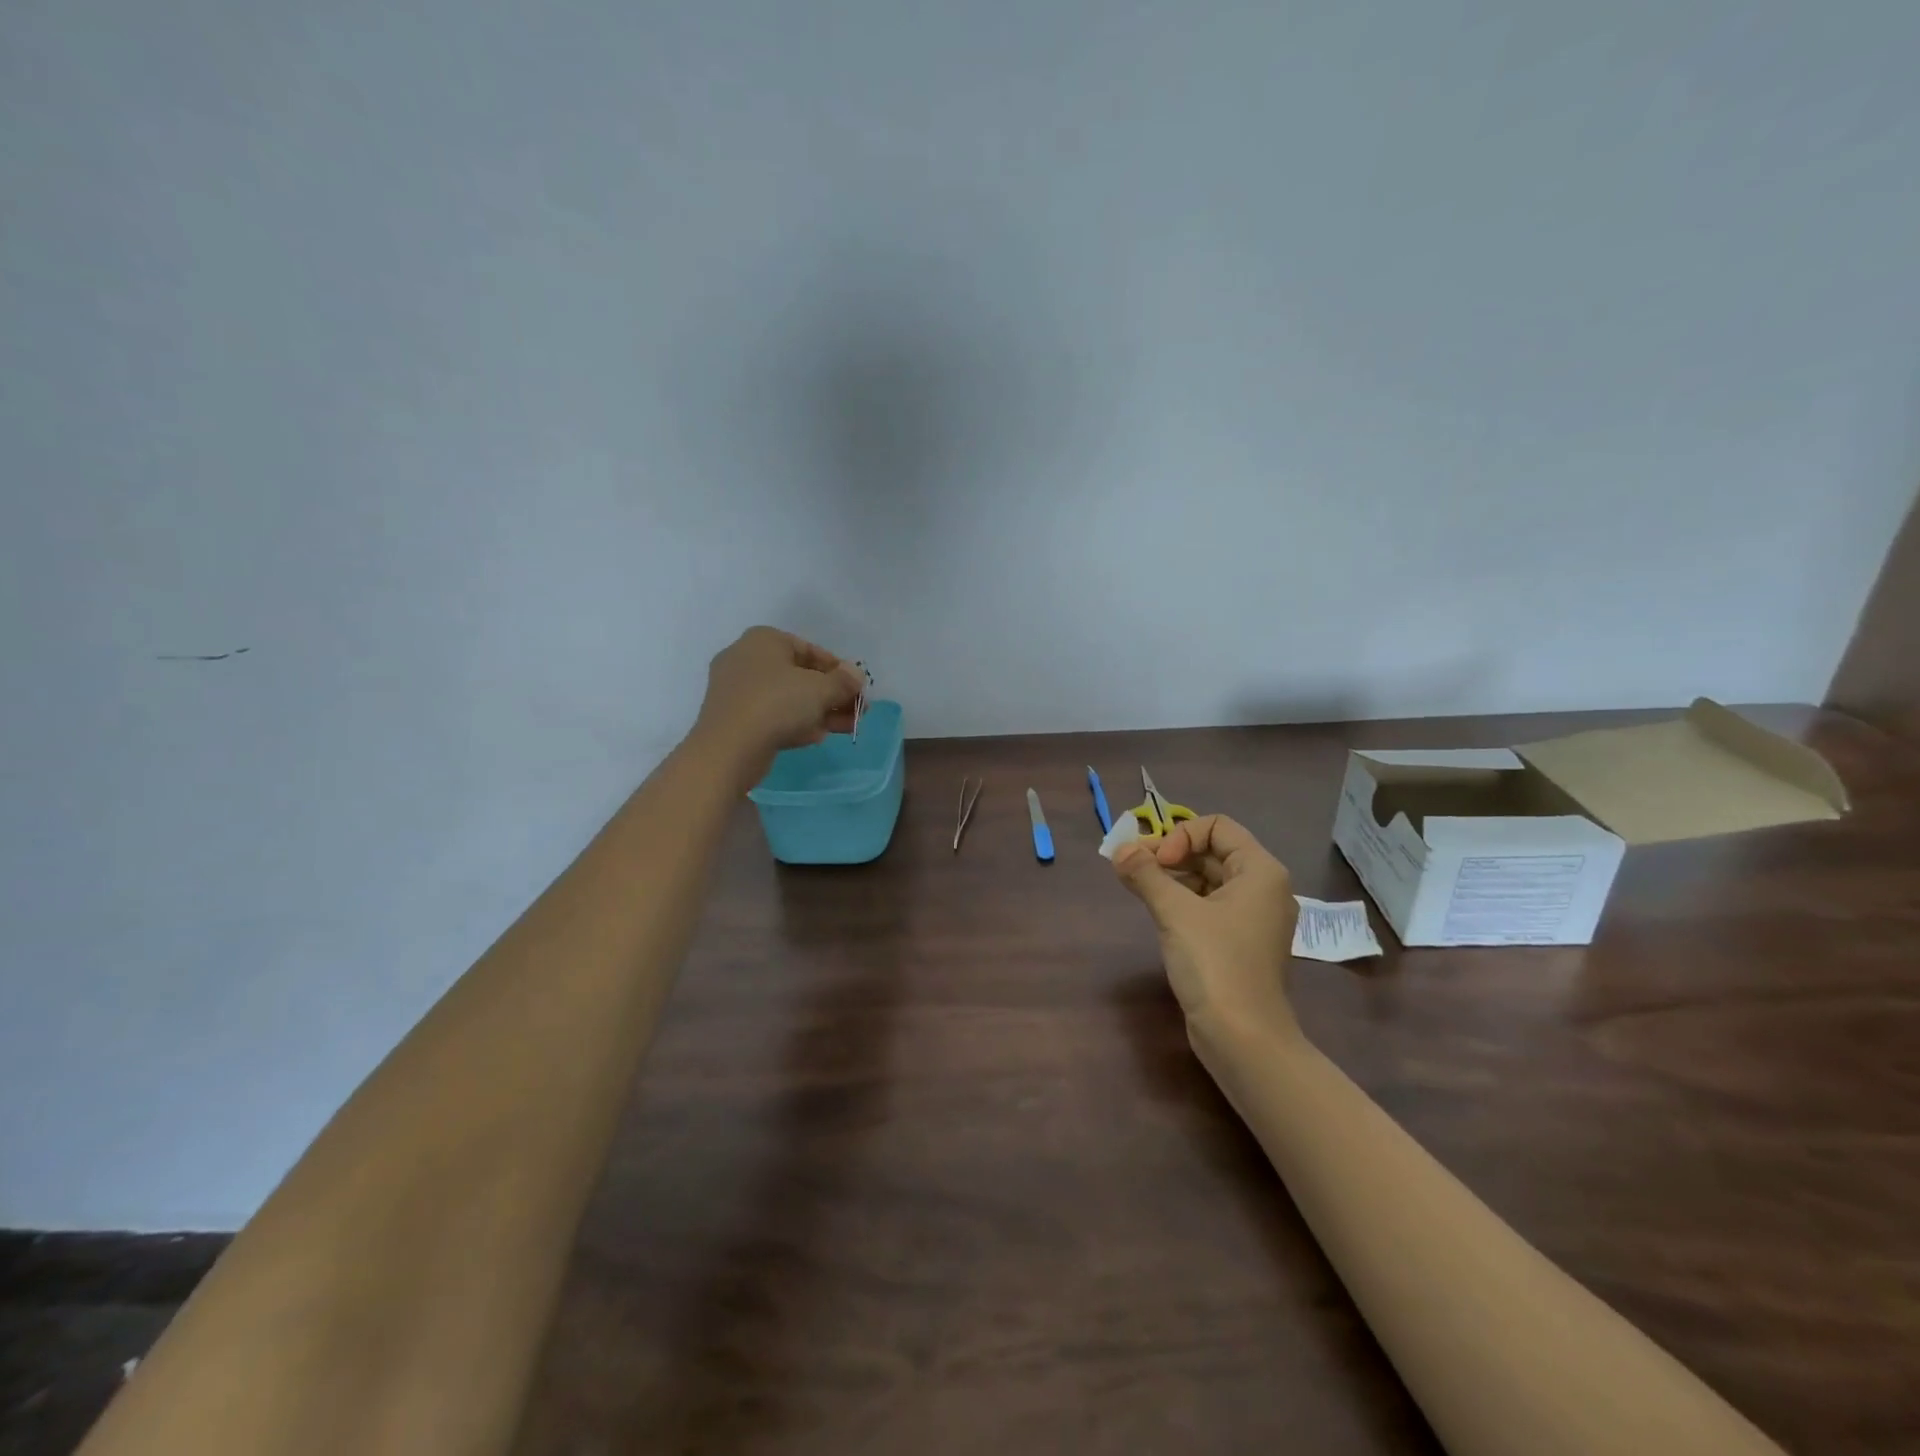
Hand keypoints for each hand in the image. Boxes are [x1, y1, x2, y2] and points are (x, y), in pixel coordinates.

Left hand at [692, 627, 865, 781]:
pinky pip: (773, 715)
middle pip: (801, 676)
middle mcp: (747, 658)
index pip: (811, 650)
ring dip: (820, 711)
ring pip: (789, 698)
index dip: (840, 670)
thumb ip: (843, 681)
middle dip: (832, 695)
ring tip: (848, 727)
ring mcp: (738, 690)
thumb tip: (856, 675)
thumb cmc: (777, 704)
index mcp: (764, 640)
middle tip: (858, 711)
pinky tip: (818, 736)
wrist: (728, 748)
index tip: (859, 689)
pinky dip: (797, 723)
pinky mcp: (735, 718)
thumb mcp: (820, 689)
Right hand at [1112, 815, 1298, 1040]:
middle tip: (1132, 868)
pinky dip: (1182, 899)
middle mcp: (1263, 888)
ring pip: (1209, 878)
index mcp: (1260, 871)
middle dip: (1170, 853)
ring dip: (1172, 876)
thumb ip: (1145, 874)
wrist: (1243, 1038)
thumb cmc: (1215, 964)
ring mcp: (1253, 918)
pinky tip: (1155, 908)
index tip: (1156, 862)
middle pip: (1212, 850)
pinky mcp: (1240, 942)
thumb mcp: (1175, 912)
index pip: (1217, 826)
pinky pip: (1210, 905)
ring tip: (1137, 885)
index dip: (1181, 835)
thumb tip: (1118, 849)